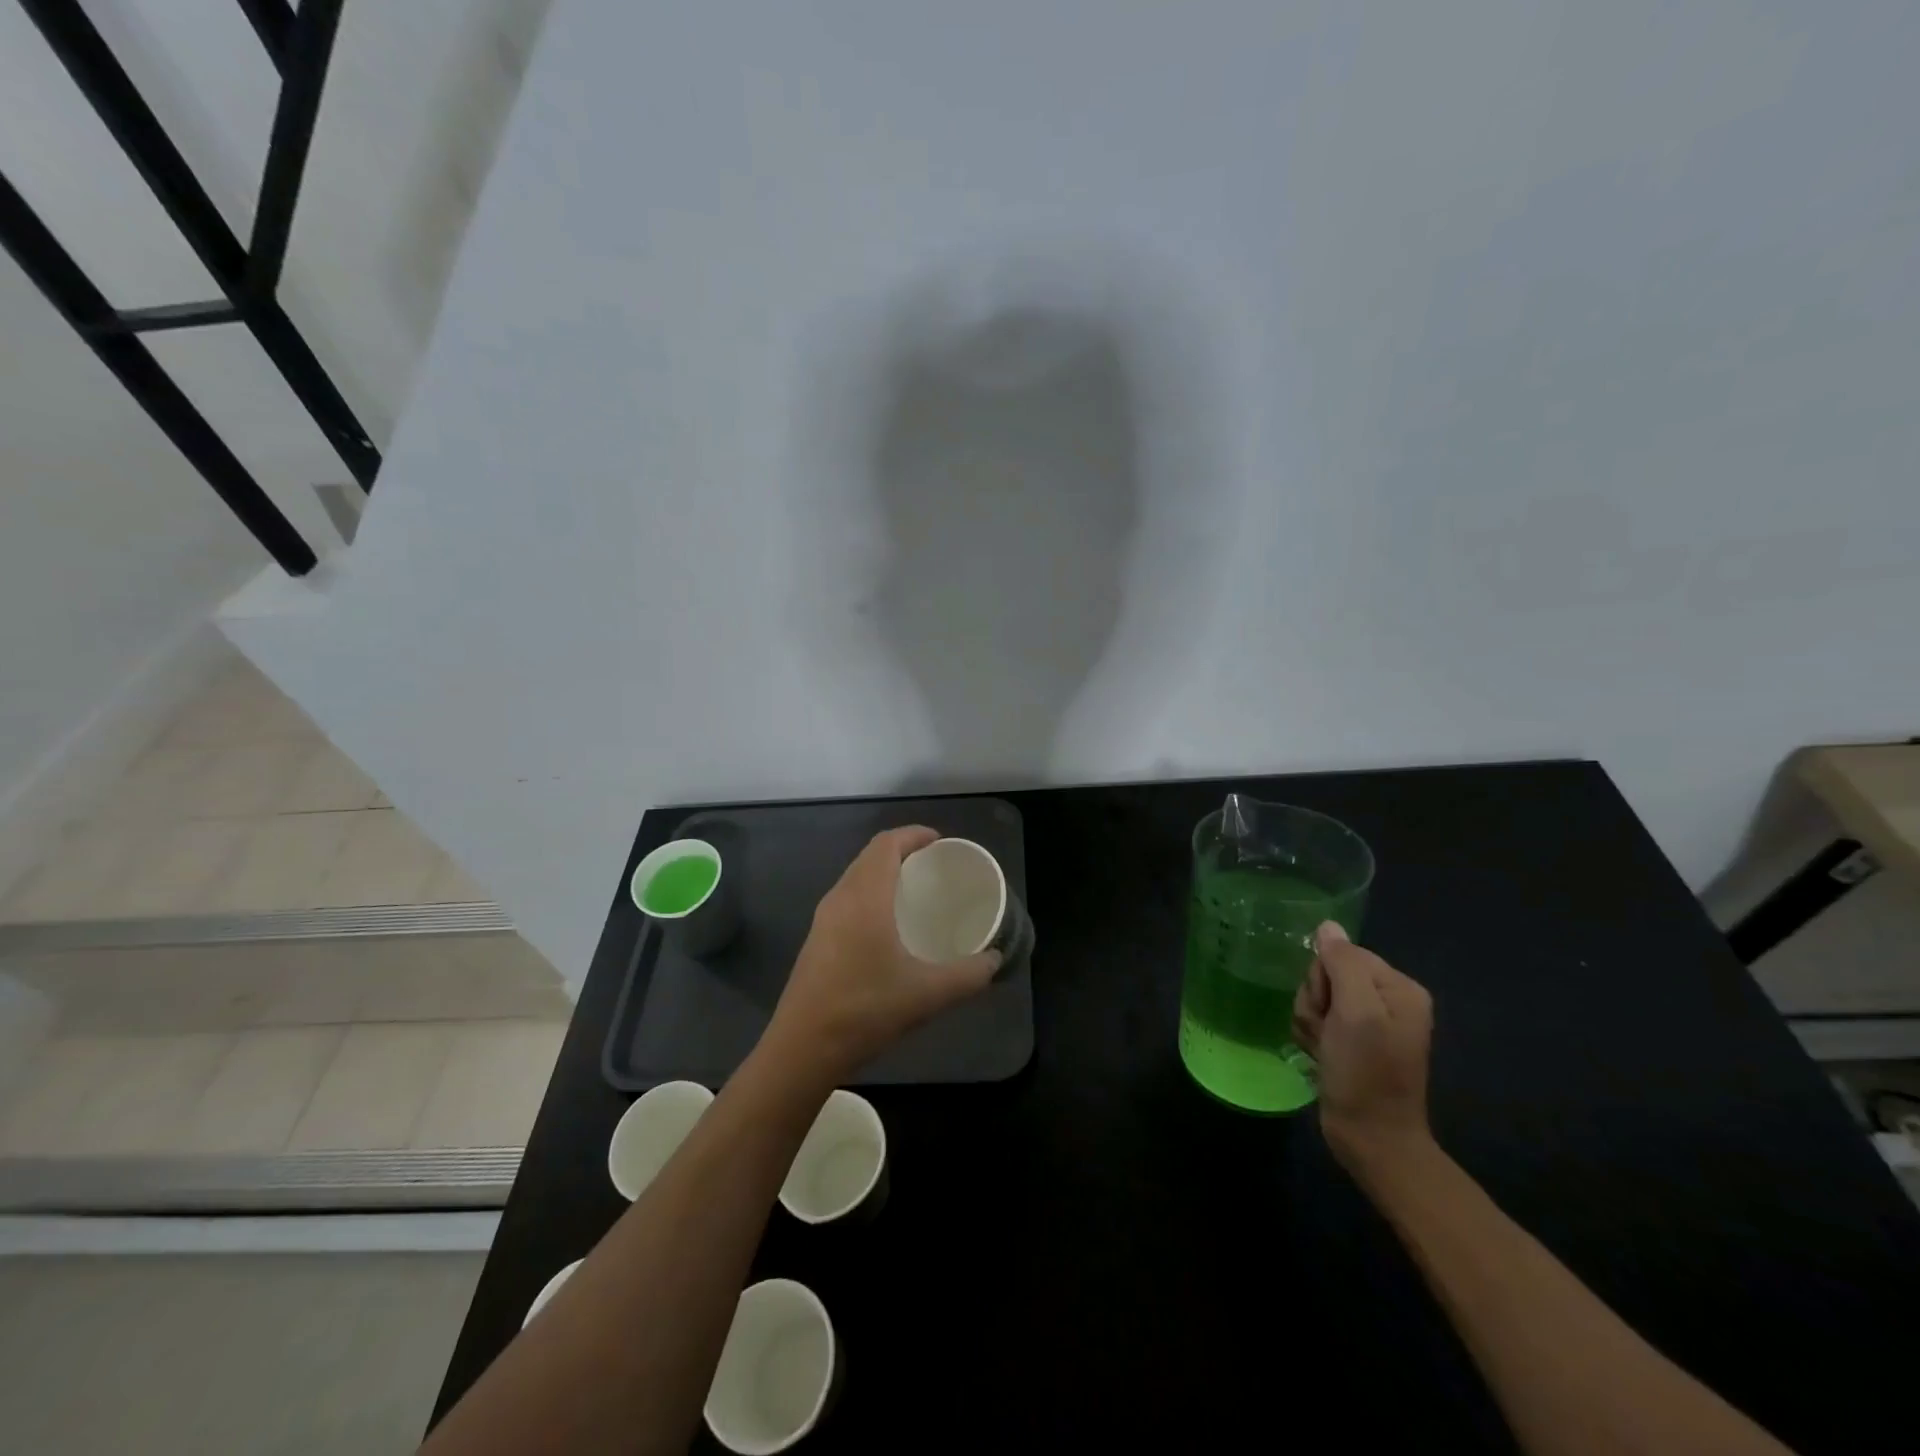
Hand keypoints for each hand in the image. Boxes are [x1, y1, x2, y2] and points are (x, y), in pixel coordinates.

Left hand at [766, 826, 1000, 1080]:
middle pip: (870, 856)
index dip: (913, 834)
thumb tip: (994, 960)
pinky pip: (847, 898)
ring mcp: (823, 919)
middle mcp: (841, 898)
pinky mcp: (816, 939)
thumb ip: (968, 975)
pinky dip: (870, 893)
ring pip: (855, 877)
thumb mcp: (928, 995)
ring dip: (883, 872)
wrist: (802, 1049)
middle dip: (902, 851)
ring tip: (914, 891)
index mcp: (865, 898)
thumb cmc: (866, 1011)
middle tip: (933, 865)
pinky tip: (888, 925)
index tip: (940, 843)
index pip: (886, 845)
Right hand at [1292, 922, 1434, 1167]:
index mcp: (1399, 987)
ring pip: (1316, 997)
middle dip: (1316, 1001)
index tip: (1333, 1013)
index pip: (1342, 954)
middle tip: (1327, 1033)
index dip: (1325, 979)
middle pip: (1327, 974)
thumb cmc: (1366, 1073)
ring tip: (1323, 1049)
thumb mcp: (1356, 1012)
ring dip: (1310, 1022)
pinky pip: (1317, 1020)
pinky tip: (1319, 1056)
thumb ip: (1342, 963)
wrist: (1371, 1139)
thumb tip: (1328, 926)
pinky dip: (1311, 1037)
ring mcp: (1369, 1023)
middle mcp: (1387, 1000)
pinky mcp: (1351, 1043)